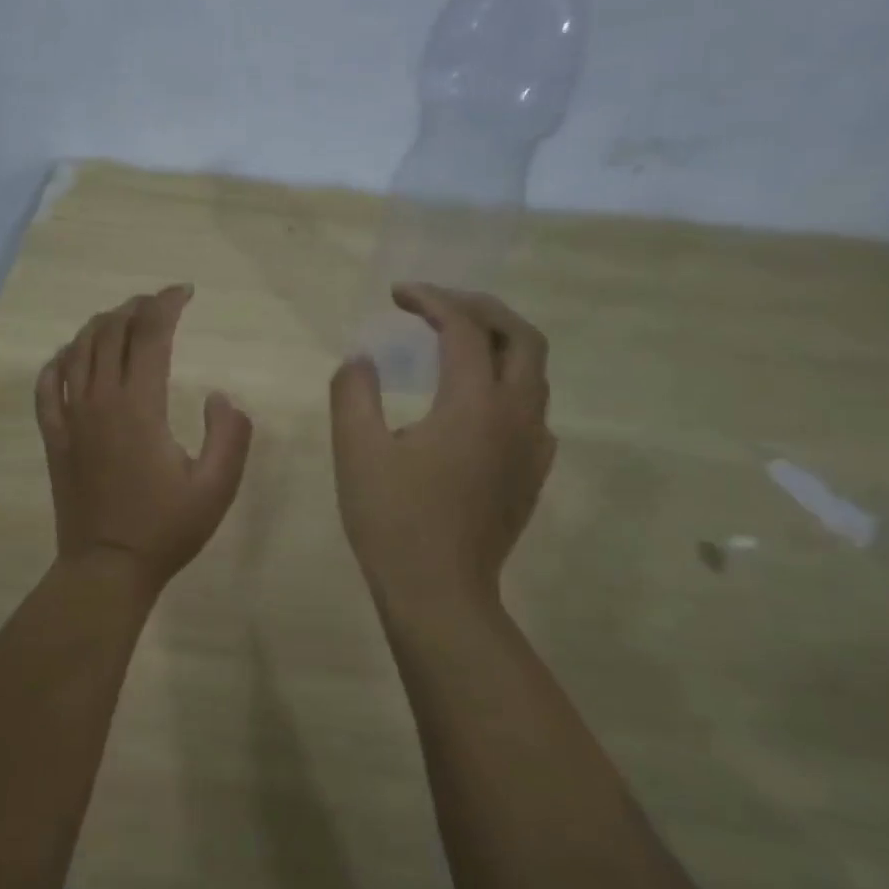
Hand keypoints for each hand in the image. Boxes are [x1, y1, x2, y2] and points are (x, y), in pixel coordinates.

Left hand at [35, 286, 253, 595]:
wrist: (107, 568)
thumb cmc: (166, 528)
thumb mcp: (217, 486)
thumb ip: (230, 434)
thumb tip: (220, 396)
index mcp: (139, 405)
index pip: (150, 334)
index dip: (167, 304)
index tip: (186, 292)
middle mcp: (99, 400)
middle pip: (111, 332)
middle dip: (136, 307)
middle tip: (159, 304)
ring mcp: (70, 416)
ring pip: (78, 350)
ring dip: (101, 325)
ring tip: (123, 320)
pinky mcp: (54, 436)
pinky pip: (47, 384)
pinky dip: (59, 360)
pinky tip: (70, 356)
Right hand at [329, 284, 555, 608]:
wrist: (440, 594)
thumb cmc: (393, 520)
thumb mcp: (357, 451)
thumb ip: (354, 393)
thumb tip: (361, 360)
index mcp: (474, 404)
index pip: (463, 329)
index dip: (431, 300)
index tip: (397, 294)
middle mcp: (515, 416)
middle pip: (521, 337)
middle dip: (481, 308)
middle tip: (439, 305)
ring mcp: (531, 447)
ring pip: (534, 373)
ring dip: (499, 343)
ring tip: (457, 342)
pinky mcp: (532, 473)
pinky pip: (532, 409)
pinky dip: (508, 383)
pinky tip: (477, 401)